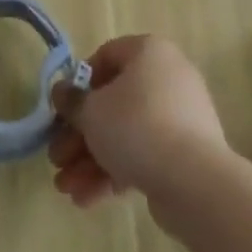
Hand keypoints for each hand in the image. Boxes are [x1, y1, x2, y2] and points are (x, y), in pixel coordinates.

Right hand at [47, 35, 227, 214]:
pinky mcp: (185, 152)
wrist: (194, 181)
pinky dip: (116, 171)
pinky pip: (144, 153)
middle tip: (57, 159)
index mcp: (149, 52)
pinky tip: (87, 199)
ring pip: (126, 132)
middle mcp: (167, 76)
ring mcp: (180, 116)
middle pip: (113, 102)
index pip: (105, 57)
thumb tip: (61, 91)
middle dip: (80, 135)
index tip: (62, 112)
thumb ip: (72, 101)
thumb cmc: (137, 127)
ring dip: (92, 159)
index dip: (78, 85)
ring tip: (66, 189)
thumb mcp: (92, 112)